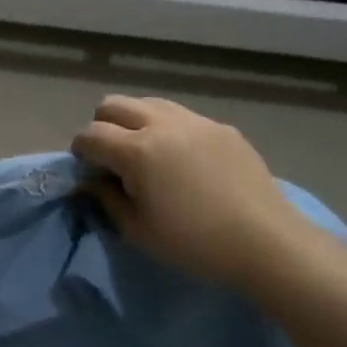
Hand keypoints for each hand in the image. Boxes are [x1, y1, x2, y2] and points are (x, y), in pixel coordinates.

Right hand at [72, 95, 324, 289]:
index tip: (86, 169)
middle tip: (112, 157)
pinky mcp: (221, 127)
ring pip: (148, 103)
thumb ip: (107, 199)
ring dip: (135, 121)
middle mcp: (162, 124)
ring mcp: (195, 121)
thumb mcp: (138, 231)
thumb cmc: (195, 244)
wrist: (267, 243)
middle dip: (102, 126)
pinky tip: (182, 159)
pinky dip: (168, 129)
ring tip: (146, 152)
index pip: (90, 135)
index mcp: (137, 151)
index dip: (80, 151)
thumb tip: (92, 181)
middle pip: (113, 105)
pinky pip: (181, 116)